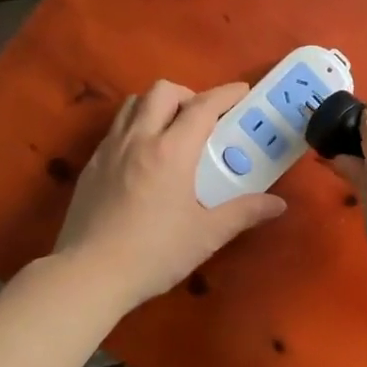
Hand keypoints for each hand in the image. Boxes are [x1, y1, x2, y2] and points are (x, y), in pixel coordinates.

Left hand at [53, 80, 286, 310]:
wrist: (88, 275)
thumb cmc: (153, 254)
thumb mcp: (206, 235)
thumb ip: (243, 213)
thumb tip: (278, 204)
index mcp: (171, 151)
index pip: (202, 106)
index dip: (225, 94)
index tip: (243, 91)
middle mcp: (139, 139)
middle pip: (163, 91)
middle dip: (188, 95)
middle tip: (202, 120)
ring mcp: (110, 149)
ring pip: (134, 103)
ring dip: (157, 105)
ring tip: (171, 131)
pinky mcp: (91, 164)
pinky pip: (116, 128)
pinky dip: (135, 126)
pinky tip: (143, 158)